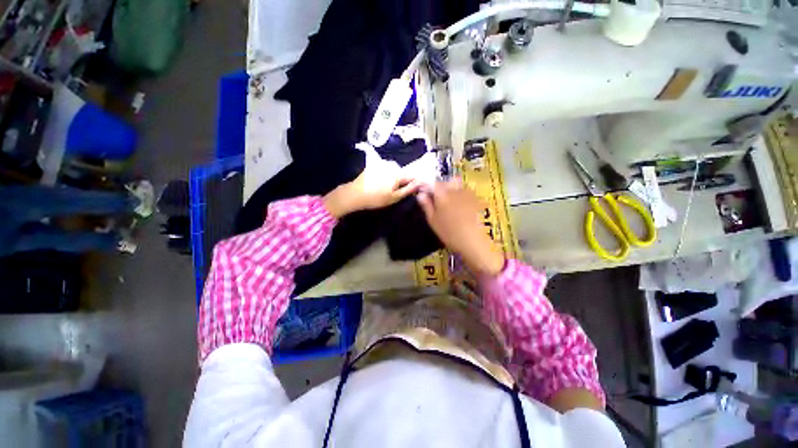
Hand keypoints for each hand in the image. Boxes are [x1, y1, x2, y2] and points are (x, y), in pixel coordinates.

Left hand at [324, 155, 419, 217]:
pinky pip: (385, 169)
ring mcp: (381, 163)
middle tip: (395, 192)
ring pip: (394, 170)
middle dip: (402, 180)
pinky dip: (385, 175)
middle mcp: (391, 164)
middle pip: (402, 172)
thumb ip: (408, 189)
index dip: (413, 183)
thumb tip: (420, 183)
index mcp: (397, 172)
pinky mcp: (374, 164)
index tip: (412, 190)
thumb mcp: (394, 197)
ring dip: (393, 177)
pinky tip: (379, 183)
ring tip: (386, 188)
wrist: (355, 194)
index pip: (412, 176)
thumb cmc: (376, 198)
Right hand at [417, 180, 504, 275]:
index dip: (427, 187)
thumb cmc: (448, 232)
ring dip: (451, 190)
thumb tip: (421, 195)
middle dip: (440, 187)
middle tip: (437, 199)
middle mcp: (454, 190)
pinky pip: (465, 192)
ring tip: (449, 203)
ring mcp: (466, 193)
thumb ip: (426, 205)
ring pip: (456, 186)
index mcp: (441, 194)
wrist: (472, 240)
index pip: (432, 184)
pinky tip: (461, 206)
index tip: (424, 193)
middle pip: (445, 183)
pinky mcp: (475, 199)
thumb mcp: (433, 220)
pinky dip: (461, 195)